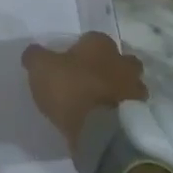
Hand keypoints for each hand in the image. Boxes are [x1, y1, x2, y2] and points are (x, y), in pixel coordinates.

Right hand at [21, 31, 148, 150]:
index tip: (68, 63)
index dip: (80, 50)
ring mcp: (135, 90)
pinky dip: (120, 112)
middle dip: (108, 67)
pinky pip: (128, 109)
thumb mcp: (41, 68)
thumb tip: (33, 52)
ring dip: (118, 91)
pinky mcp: (139, 116)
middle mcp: (123, 61)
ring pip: (128, 84)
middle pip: (118, 60)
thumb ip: (35, 56)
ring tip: (98, 104)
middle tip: (89, 81)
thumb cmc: (71, 90)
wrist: (101, 132)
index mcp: (101, 44)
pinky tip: (105, 121)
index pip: (92, 39)